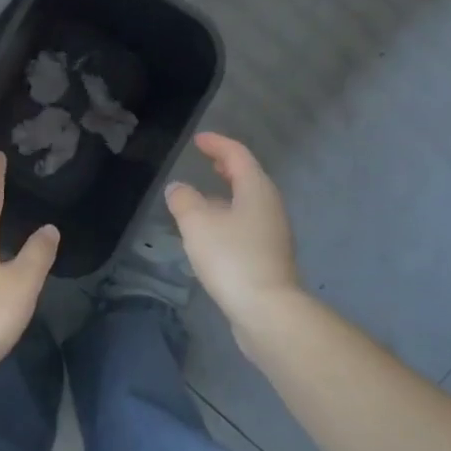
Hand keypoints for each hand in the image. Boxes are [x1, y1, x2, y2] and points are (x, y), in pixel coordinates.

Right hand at [164, 133, 302, 324]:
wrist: (267, 311)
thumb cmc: (232, 258)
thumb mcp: (197, 224)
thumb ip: (184, 200)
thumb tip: (178, 188)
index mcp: (256, 190)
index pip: (237, 155)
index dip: (217, 144)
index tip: (199, 140)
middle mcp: (270, 206)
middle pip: (248, 178)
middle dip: (227, 167)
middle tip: (208, 162)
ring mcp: (272, 233)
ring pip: (248, 204)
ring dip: (227, 196)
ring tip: (203, 199)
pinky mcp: (268, 258)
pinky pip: (246, 226)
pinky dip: (229, 219)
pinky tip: (212, 234)